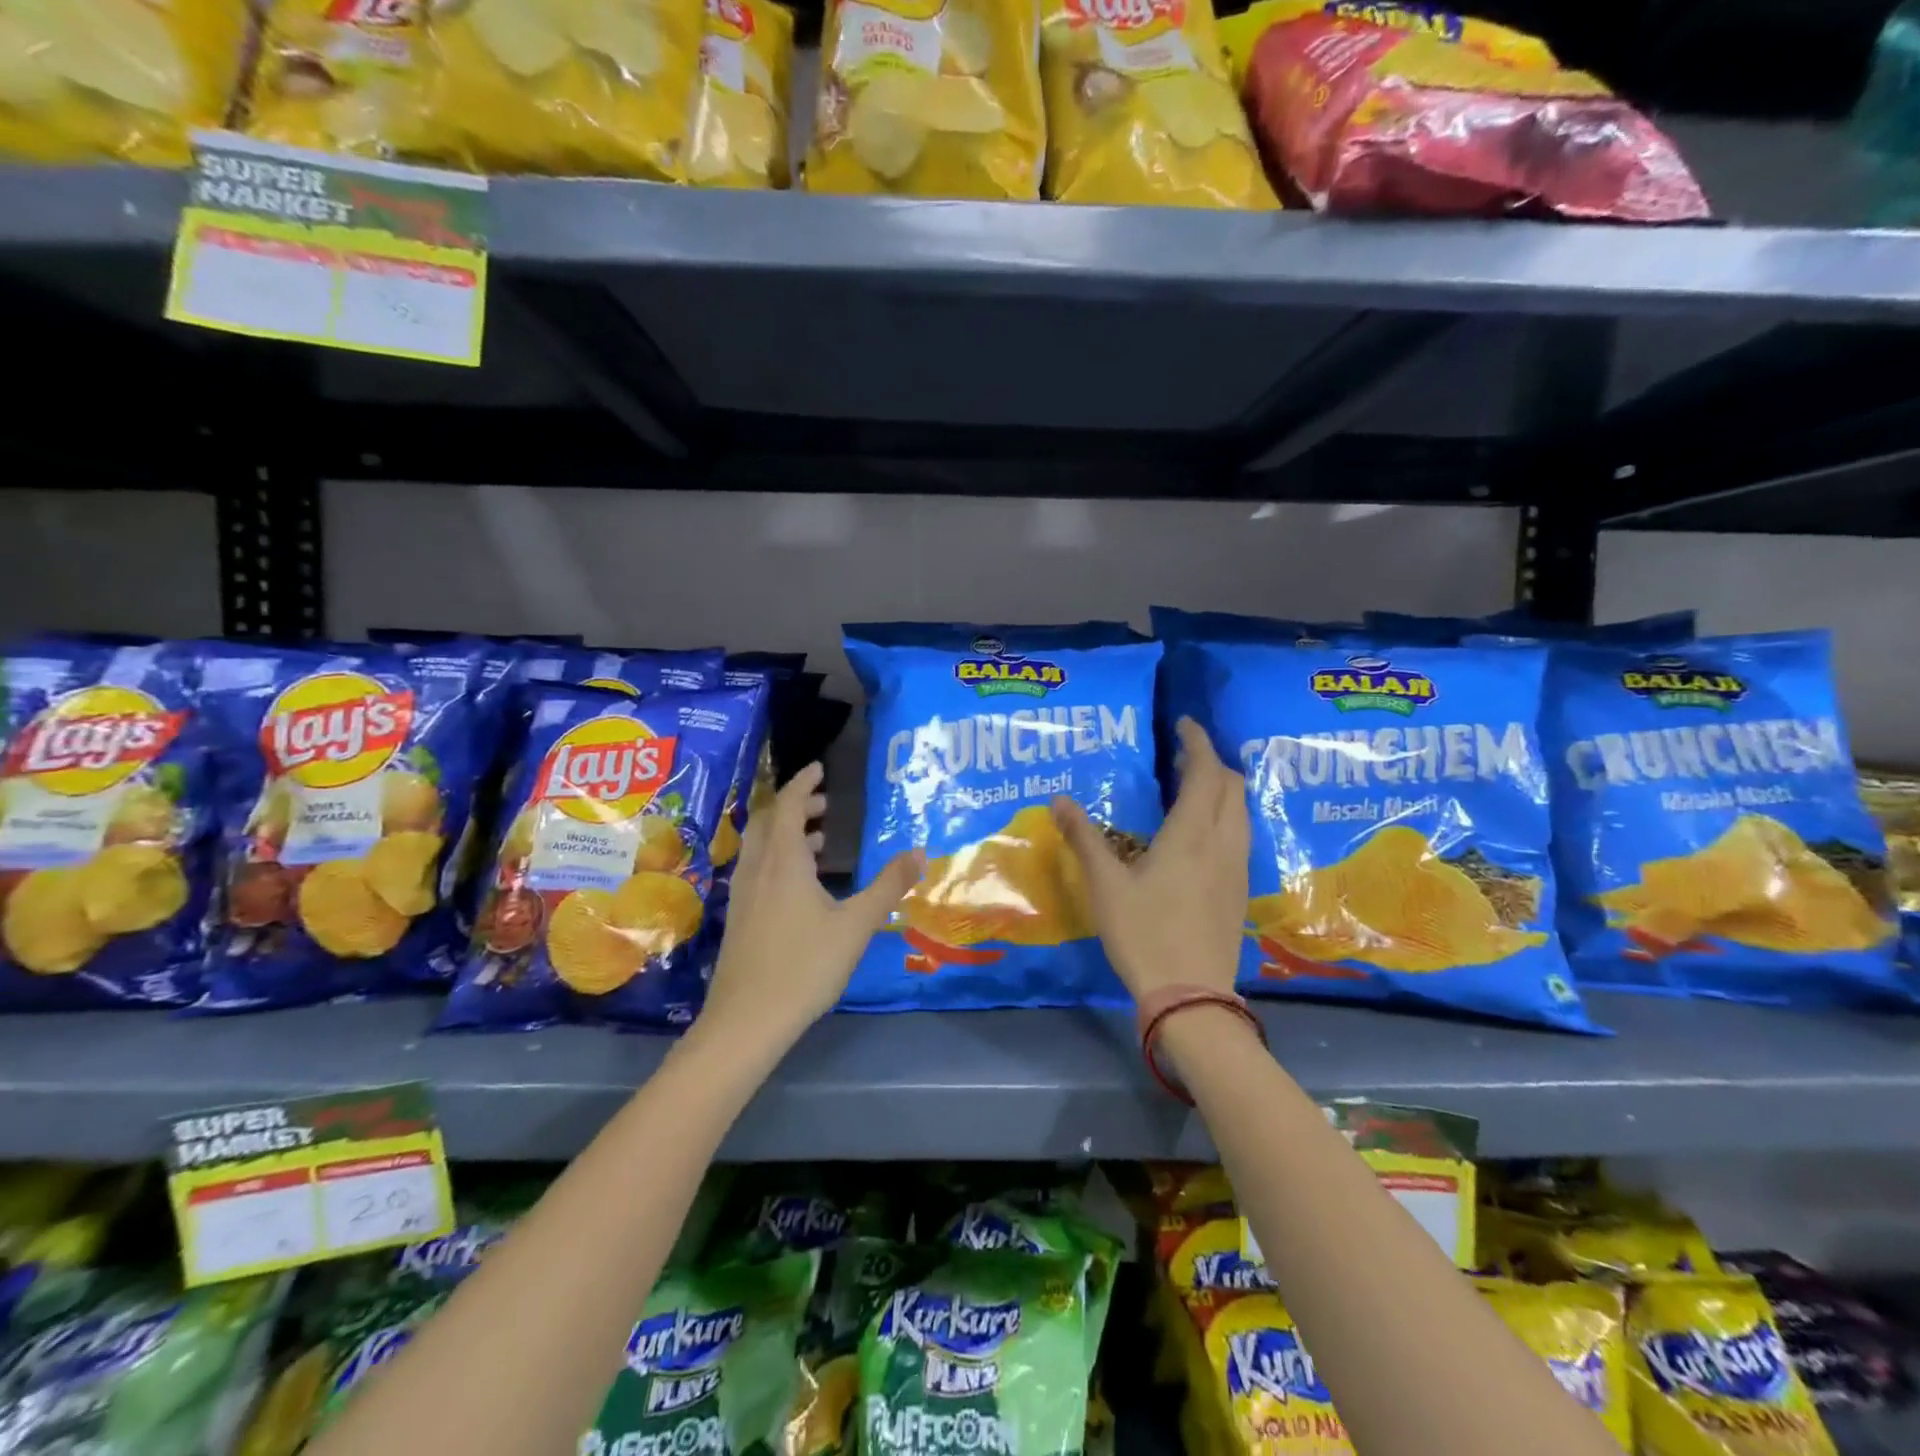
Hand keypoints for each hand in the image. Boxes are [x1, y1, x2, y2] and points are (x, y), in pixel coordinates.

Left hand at [700, 763, 923, 1050]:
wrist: (746, 1021)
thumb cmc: (804, 966)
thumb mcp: (856, 924)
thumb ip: (888, 886)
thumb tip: (919, 850)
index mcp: (783, 861)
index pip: (789, 804)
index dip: (803, 782)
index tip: (819, 768)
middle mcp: (757, 869)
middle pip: (769, 821)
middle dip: (796, 806)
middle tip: (826, 806)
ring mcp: (742, 894)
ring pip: (761, 847)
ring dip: (787, 833)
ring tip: (820, 842)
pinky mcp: (739, 917)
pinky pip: (757, 869)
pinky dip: (779, 858)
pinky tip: (801, 886)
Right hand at [1051, 718, 1248, 1000]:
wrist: (1191, 995)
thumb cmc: (1144, 933)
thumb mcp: (1106, 885)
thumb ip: (1084, 838)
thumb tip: (1059, 800)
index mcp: (1192, 833)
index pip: (1206, 772)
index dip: (1197, 742)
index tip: (1184, 724)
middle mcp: (1223, 842)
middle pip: (1232, 786)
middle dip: (1211, 762)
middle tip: (1181, 757)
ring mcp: (1237, 868)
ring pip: (1241, 811)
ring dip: (1222, 789)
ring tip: (1191, 788)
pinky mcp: (1239, 890)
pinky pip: (1240, 835)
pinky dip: (1225, 815)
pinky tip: (1200, 834)